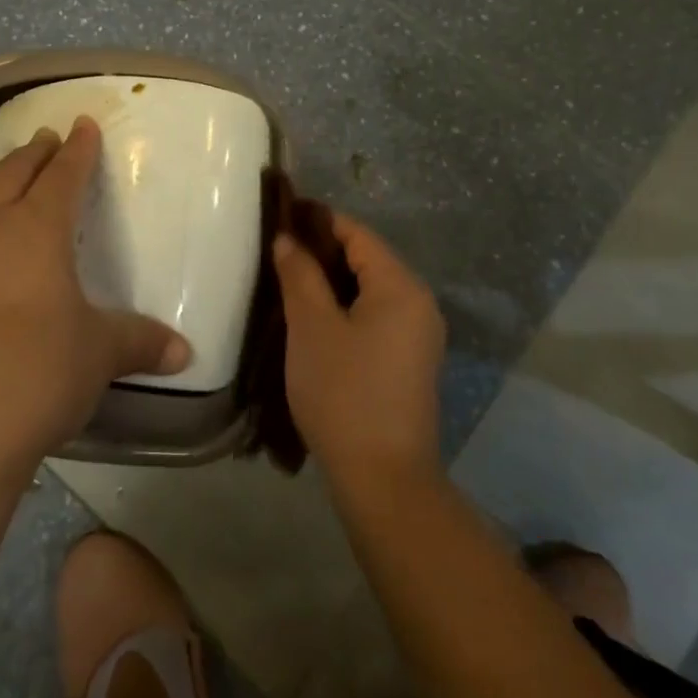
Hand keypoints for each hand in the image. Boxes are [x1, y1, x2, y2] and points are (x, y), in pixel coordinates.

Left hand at [0, 116, 190, 468]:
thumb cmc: (39, 378)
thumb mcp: (101, 356)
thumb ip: (143, 343)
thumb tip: (187, 352)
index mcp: (38, 233)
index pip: (65, 178)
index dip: (77, 151)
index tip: (83, 127)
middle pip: (11, 176)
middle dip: (31, 153)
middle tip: (43, 138)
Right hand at [274, 214, 445, 490]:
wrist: (384, 480)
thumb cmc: (344, 393)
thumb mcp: (311, 327)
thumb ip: (299, 274)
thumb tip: (288, 238)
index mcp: (401, 286)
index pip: (357, 233)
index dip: (318, 220)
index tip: (280, 218)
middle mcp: (419, 302)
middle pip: (366, 258)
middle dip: (322, 251)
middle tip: (278, 252)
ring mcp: (419, 334)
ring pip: (369, 289)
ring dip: (331, 281)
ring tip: (288, 281)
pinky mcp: (410, 360)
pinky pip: (376, 315)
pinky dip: (345, 307)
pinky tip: (314, 318)